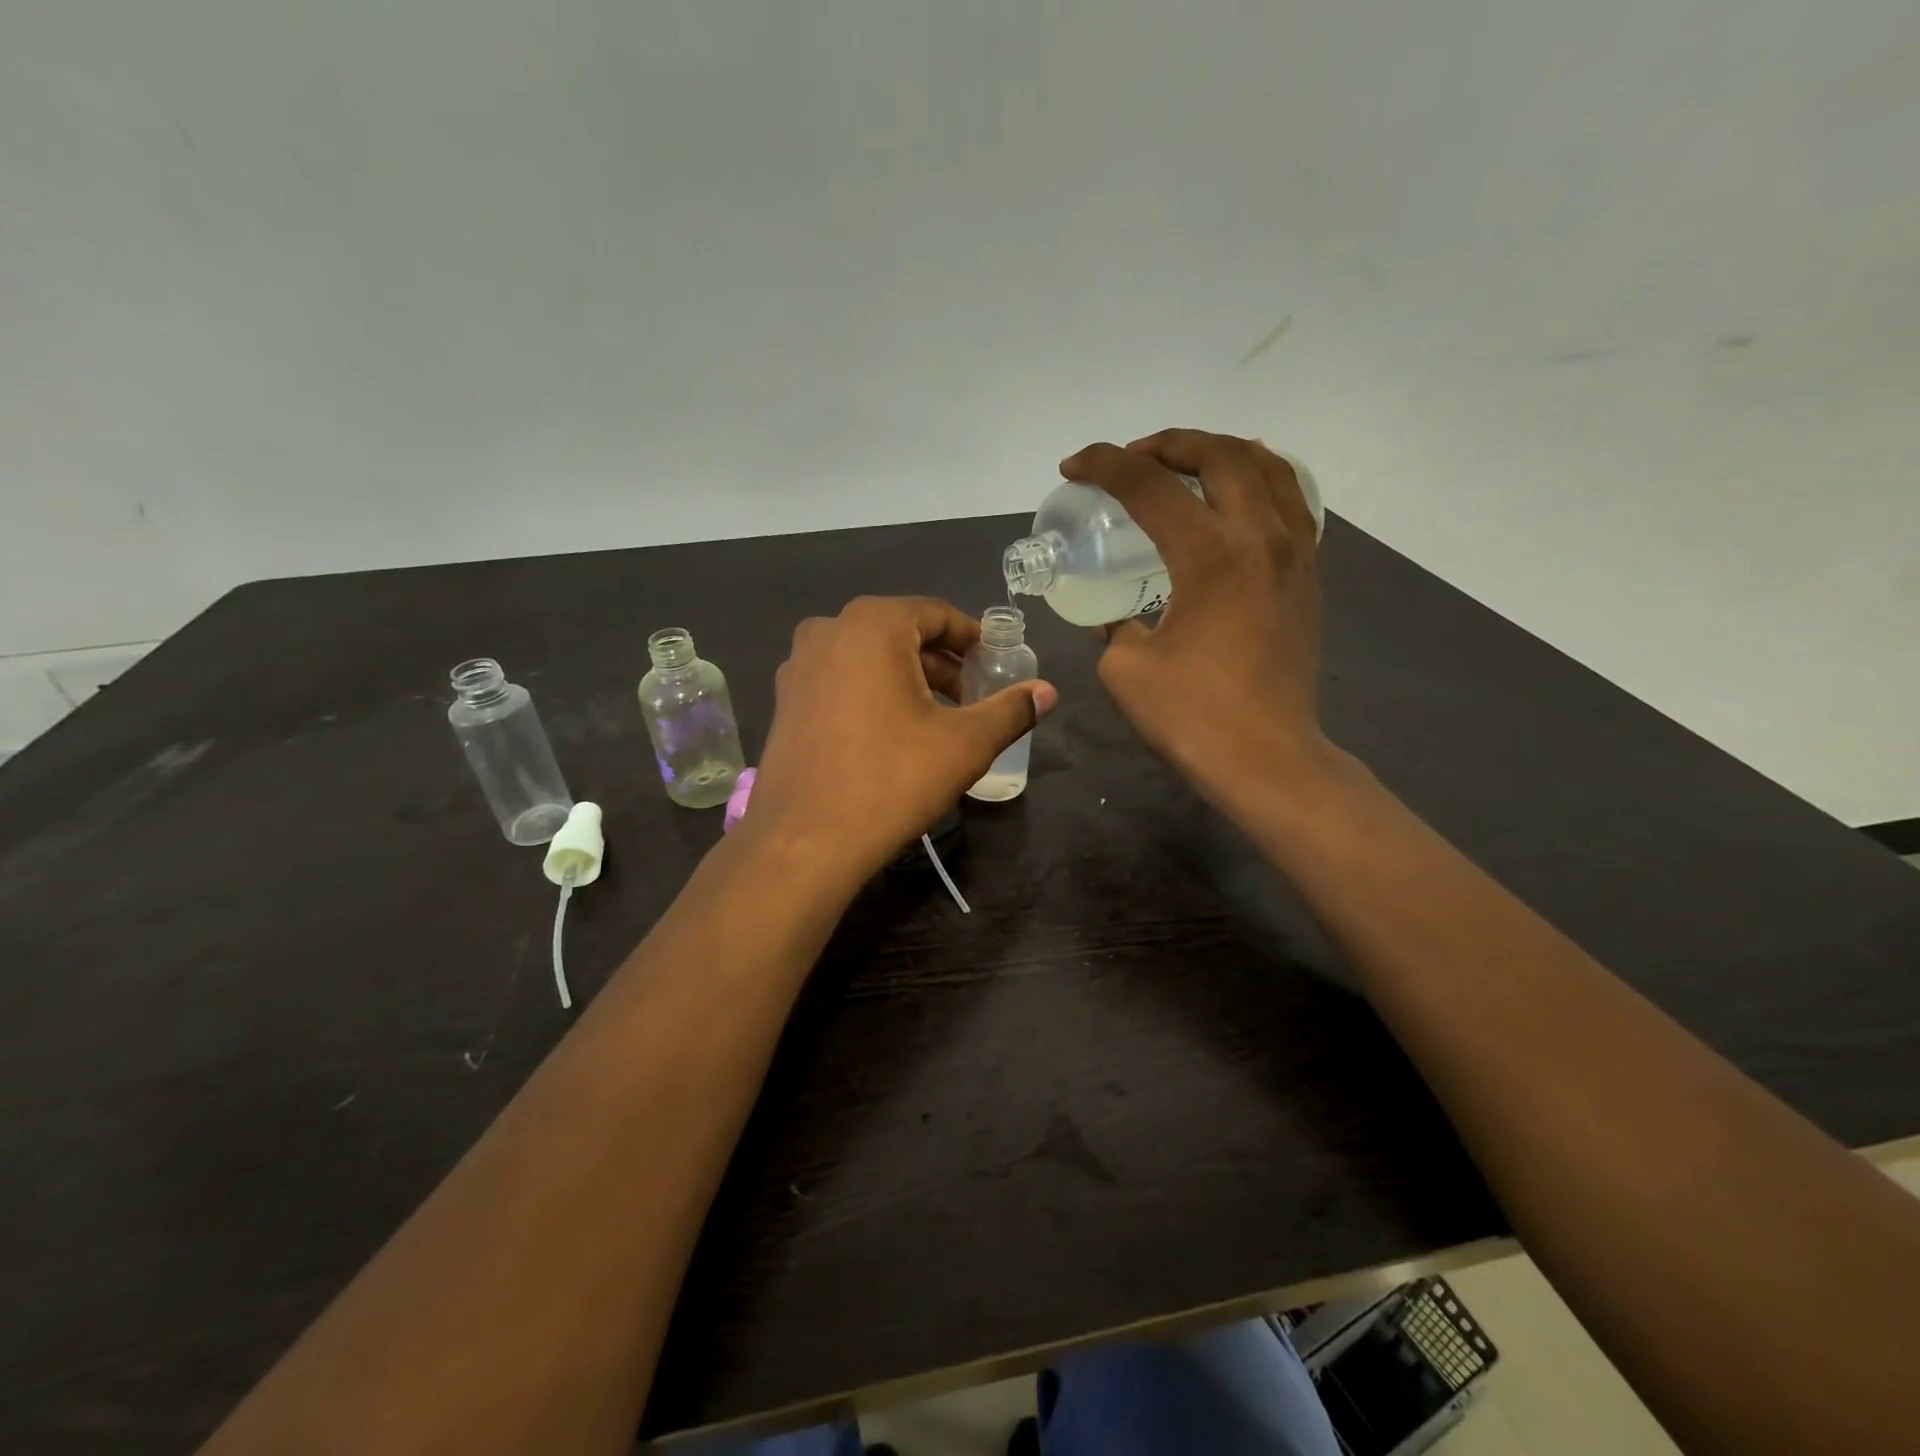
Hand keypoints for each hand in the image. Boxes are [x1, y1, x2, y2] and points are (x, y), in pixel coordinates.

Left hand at [746, 596, 1057, 881]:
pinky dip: (872, 694)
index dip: (972, 638)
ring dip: (907, 679)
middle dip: (941, 663)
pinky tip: (891, 735)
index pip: (937, 614)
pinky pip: (841, 681)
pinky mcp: (785, 701)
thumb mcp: (965, 744)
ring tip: (937, 719)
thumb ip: (1010, 710)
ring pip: (868, 658)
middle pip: (901, 633)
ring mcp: (799, 666)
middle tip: (971, 697)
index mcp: (872, 624)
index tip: (995, 664)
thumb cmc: (892, 779)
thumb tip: (1049, 692)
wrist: (806, 840)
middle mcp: (828, 631)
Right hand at [1061, 429, 1329, 807]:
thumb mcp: (1125, 668)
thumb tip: (1121, 617)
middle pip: (1220, 455)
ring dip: (1221, 452)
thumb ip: (1116, 626)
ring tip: (1186, 464)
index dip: (1105, 465)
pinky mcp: (1307, 577)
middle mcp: (1261, 538)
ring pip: (1269, 468)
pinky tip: (1235, 501)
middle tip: (1133, 457)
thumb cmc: (1192, 716)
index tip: (1074, 467)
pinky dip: (1259, 482)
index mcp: (1211, 555)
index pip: (1151, 485)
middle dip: (1169, 443)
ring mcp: (1294, 555)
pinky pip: (1290, 503)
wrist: (1266, 758)